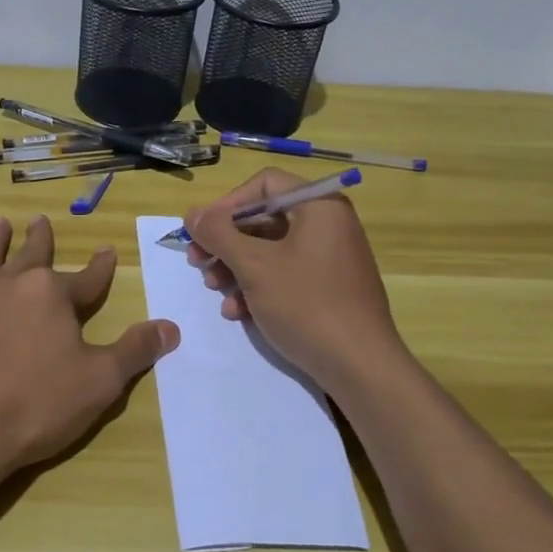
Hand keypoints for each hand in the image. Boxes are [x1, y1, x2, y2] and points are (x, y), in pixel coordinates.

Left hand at [0, 215, 179, 474]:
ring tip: (0, 224)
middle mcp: (11, 283)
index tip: (108, 252)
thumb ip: (135, 350)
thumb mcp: (101, 382)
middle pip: (32, 255)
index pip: (87, 278)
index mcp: (52, 295)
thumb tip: (171, 327)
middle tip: (41, 220)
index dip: (101, 267)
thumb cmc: (37, 406)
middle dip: (40, 238)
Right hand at [185, 168, 405, 394]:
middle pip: (264, 217)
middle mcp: (328, 224)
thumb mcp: (254, 266)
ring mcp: (330, 257)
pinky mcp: (328, 287)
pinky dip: (258, 286)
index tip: (202, 230)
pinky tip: (237, 311)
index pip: (264, 184)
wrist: (360, 367)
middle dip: (226, 242)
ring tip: (214, 289)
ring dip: (235, 267)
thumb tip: (192, 213)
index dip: (227, 204)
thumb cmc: (306, 305)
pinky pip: (285, 273)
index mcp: (319, 206)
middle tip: (197, 262)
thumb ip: (218, 234)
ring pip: (270, 249)